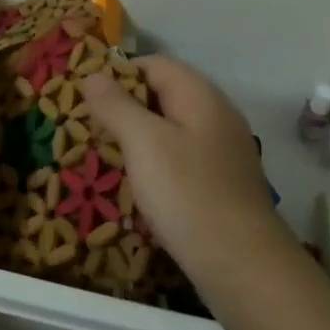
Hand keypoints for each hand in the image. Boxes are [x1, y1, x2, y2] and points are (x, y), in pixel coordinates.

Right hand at [82, 56, 287, 286]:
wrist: (242, 264)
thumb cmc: (187, 193)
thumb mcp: (143, 142)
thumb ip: (116, 105)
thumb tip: (93, 74)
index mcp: (200, 95)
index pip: (153, 64)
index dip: (118, 74)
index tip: (87, 98)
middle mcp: (217, 114)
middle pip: (164, 94)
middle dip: (126, 107)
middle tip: (91, 129)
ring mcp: (223, 149)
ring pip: (172, 128)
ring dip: (140, 137)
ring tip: (108, 157)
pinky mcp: (223, 181)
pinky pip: (183, 157)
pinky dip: (158, 162)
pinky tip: (141, 185)